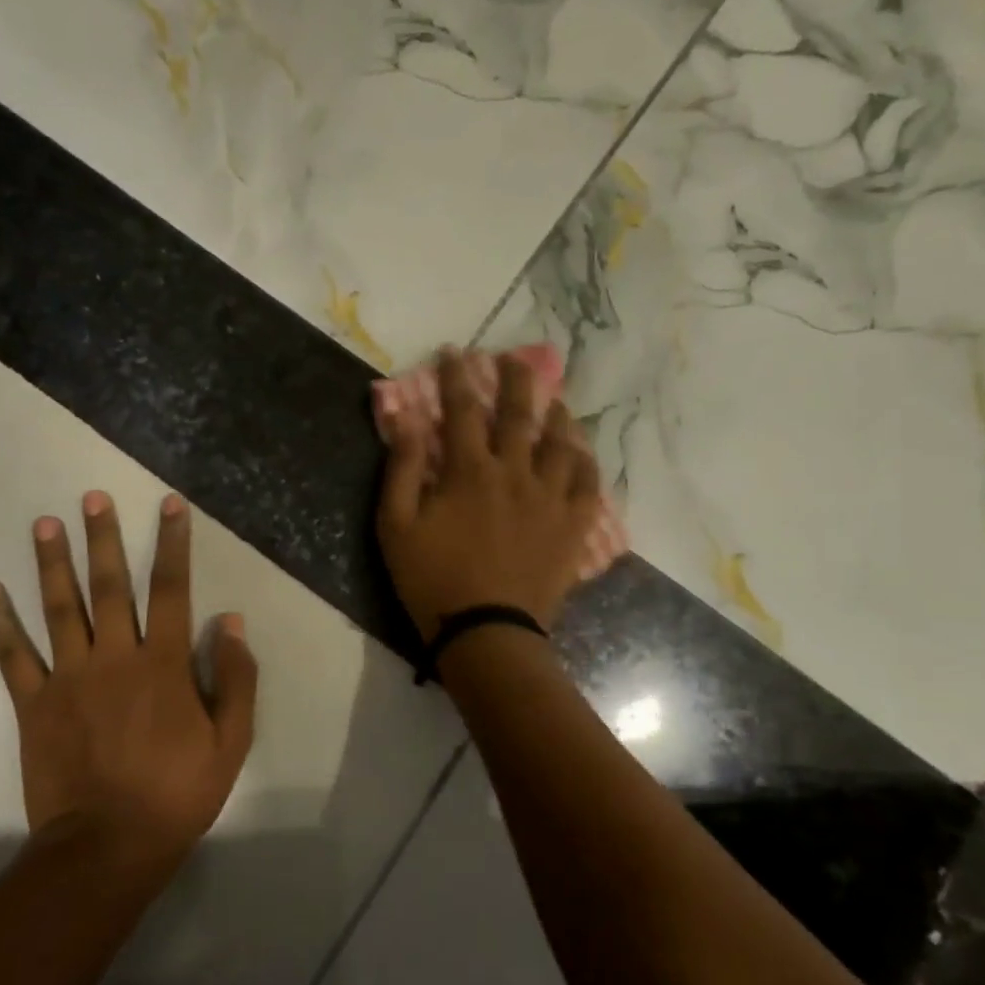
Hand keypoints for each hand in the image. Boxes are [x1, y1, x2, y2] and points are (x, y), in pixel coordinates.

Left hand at [0, 490, 258, 863]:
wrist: (109, 846)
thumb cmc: (177, 793)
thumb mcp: (231, 741)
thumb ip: (234, 678)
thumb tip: (230, 621)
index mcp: (163, 663)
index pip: (170, 589)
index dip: (172, 544)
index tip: (169, 505)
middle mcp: (115, 657)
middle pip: (109, 586)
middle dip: (102, 538)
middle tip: (91, 497)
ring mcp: (69, 678)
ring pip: (59, 609)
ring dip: (51, 563)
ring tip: (43, 524)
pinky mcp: (34, 704)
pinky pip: (13, 656)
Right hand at [378, 348, 603, 639]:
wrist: (486, 633)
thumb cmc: (431, 579)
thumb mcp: (396, 524)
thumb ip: (402, 467)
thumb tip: (404, 416)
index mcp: (469, 470)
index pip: (462, 409)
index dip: (456, 377)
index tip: (454, 352)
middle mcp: (515, 472)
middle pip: (519, 414)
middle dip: (515, 380)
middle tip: (515, 358)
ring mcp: (550, 499)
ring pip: (562, 443)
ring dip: (557, 415)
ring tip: (555, 400)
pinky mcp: (572, 527)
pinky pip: (588, 485)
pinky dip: (586, 463)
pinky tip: (582, 454)